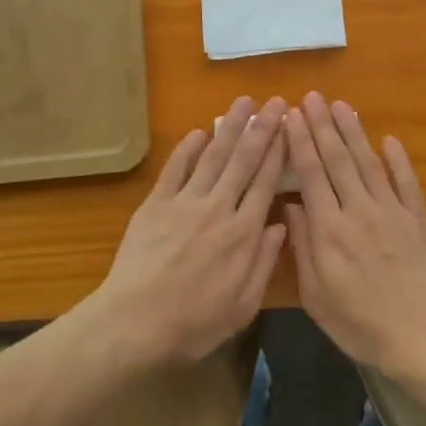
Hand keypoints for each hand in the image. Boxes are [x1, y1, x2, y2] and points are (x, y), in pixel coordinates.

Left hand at [90, 96, 287, 365]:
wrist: (134, 324)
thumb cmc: (193, 323)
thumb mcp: (243, 305)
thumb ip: (264, 262)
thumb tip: (282, 225)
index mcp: (243, 233)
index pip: (266, 182)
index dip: (279, 151)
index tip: (290, 126)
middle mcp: (218, 209)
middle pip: (243, 161)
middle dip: (262, 128)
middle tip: (275, 102)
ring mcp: (184, 203)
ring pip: (212, 157)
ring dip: (229, 127)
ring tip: (244, 102)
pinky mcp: (155, 205)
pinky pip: (174, 169)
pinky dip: (187, 149)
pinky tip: (199, 132)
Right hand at [283, 93, 425, 373]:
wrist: (419, 336)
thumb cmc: (359, 323)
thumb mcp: (316, 295)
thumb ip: (302, 248)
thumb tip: (291, 206)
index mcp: (329, 230)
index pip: (311, 174)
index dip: (300, 142)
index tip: (292, 116)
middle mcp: (359, 211)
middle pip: (338, 160)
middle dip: (322, 126)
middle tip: (313, 97)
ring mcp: (392, 212)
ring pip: (369, 163)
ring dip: (354, 132)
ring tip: (341, 106)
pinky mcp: (419, 219)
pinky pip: (407, 182)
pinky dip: (399, 160)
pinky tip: (389, 140)